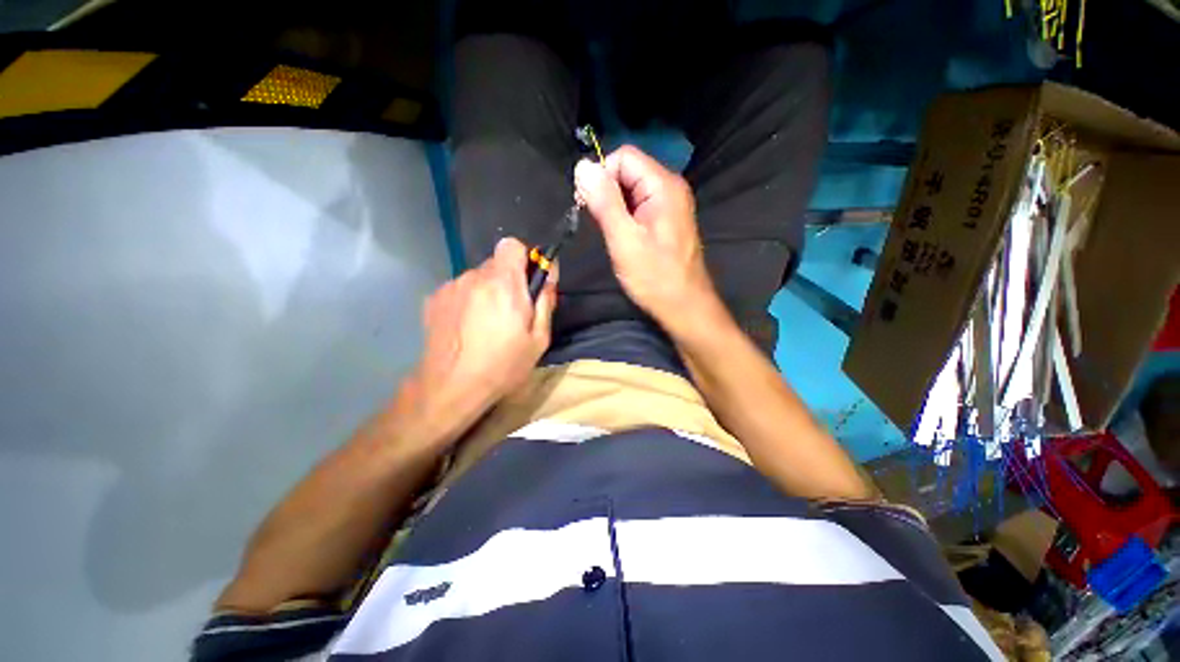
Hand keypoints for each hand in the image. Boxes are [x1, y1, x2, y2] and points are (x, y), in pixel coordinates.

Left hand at [409, 237, 556, 436]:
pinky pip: (460, 290)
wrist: (451, 387)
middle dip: (507, 280)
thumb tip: (549, 272)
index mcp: (504, 284)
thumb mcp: (539, 338)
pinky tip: (467, 328)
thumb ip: (546, 300)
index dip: (522, 258)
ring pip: (477, 278)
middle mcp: (475, 277)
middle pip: (496, 264)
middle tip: (511, 311)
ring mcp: (451, 287)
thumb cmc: (503, 365)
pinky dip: (468, 301)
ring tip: (486, 324)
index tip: (527, 281)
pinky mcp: (434, 299)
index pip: (512, 245)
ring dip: (487, 292)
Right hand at [574, 146, 716, 322]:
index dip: (601, 176)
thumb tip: (582, 165)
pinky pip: (640, 206)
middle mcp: (670, 188)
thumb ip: (604, 201)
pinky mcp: (667, 220)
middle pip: (628, 171)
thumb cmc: (655, 277)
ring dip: (615, 208)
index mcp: (663, 186)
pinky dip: (625, 218)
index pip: (623, 157)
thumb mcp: (624, 239)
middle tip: (602, 226)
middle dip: (607, 193)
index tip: (589, 206)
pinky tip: (624, 239)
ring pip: (632, 190)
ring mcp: (671, 205)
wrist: (684, 306)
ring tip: (614, 236)